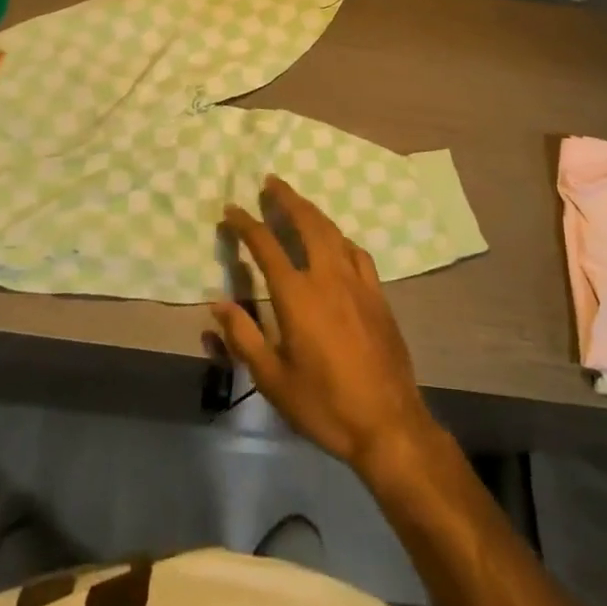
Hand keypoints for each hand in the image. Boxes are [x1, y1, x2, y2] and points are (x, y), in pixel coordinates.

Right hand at [211, 177, 437, 475]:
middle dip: (286, 198)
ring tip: (298, 202)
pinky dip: (340, 238)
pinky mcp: (378, 294)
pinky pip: (357, 252)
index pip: (265, 245)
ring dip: (313, 211)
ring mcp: (357, 282)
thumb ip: (243, 337)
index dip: (245, 224)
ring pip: (333, 231)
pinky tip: (337, 242)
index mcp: (297, 295)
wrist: (388, 423)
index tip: (231, 209)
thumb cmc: (324, 404)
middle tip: (270, 182)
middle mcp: (328, 276)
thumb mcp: (273, 379)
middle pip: (307, 222)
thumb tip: (217, 302)